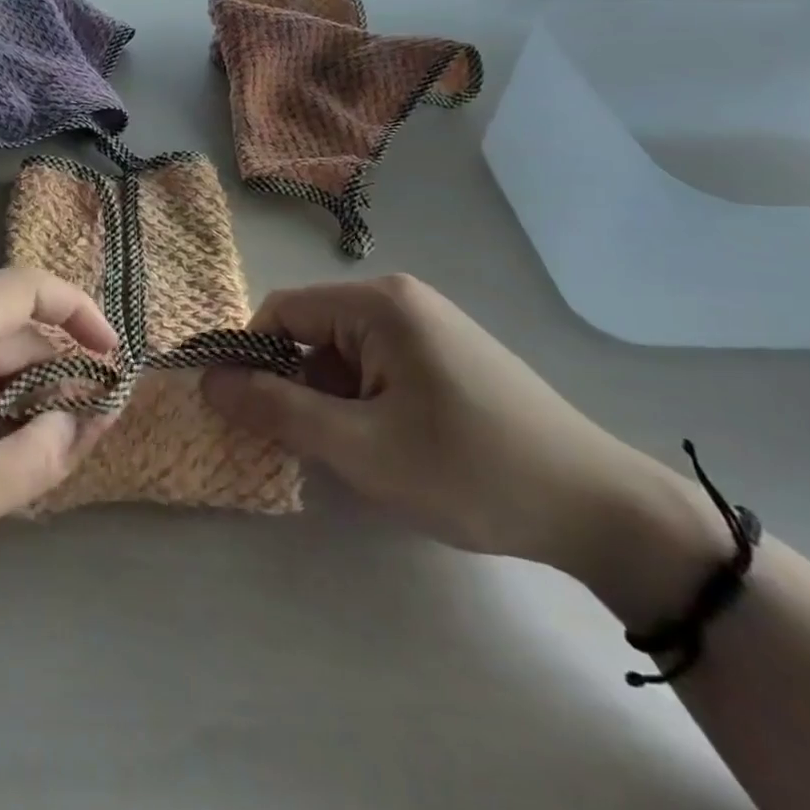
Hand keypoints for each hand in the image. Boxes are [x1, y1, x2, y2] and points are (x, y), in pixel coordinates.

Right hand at [201, 275, 673, 578]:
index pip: (280, 312)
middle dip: (294, 386)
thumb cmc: (470, 470)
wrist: (600, 510)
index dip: (250, 359)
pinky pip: (374, 365)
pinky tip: (387, 447)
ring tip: (355, 455)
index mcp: (378, 303)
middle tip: (304, 448)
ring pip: (341, 353)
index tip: (243, 414)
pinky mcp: (443, 352)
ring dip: (329, 400)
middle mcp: (398, 298)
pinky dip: (361, 402)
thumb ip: (277, 411)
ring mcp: (426, 324)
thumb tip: (209, 382)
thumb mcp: (360, 449)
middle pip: (310, 332)